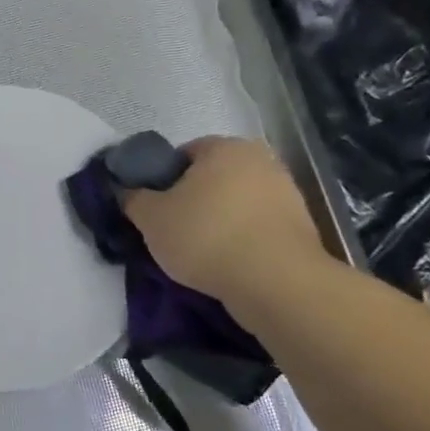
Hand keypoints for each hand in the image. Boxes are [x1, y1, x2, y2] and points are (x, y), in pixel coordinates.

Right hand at [121, 137, 331, 318]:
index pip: (183, 154)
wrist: (276, 283)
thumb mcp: (151, 218)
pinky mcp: (301, 228)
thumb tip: (128, 191)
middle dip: (192, 201)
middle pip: (212, 179)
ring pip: (235, 205)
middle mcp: (262, 161)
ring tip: (198, 254)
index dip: (162, 180)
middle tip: (171, 231)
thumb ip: (133, 198)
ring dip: (217, 223)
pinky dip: (240, 242)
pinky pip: (256, 229)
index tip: (153, 208)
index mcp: (226, 147)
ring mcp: (287, 194)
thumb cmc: (207, 237)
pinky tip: (226, 265)